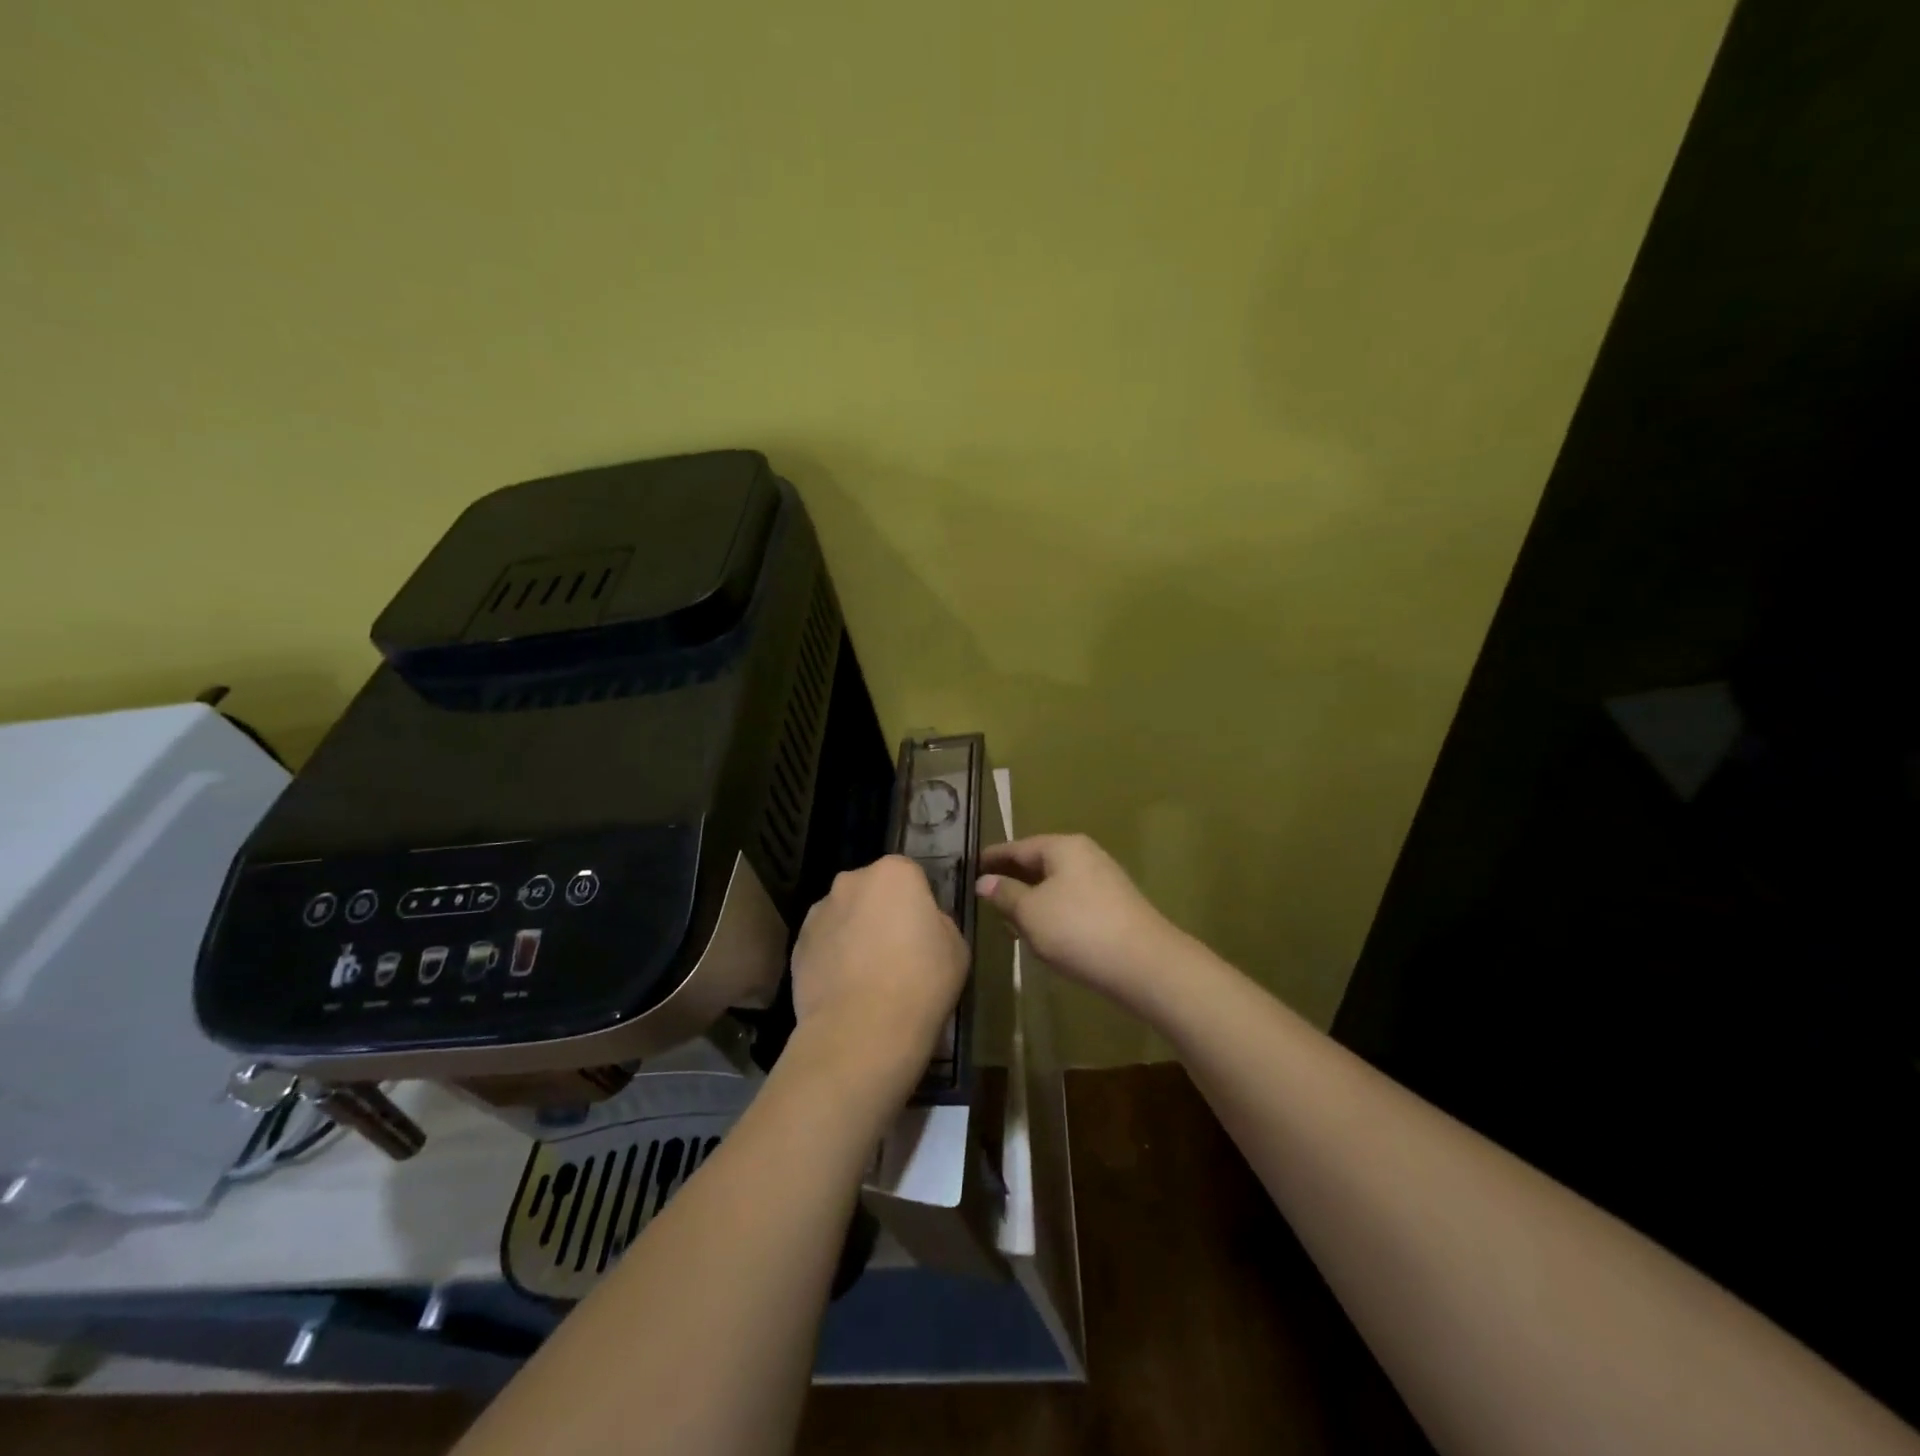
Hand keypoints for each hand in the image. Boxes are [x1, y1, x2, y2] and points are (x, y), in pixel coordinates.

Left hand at [788, 855, 968, 1107]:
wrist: (862, 1031)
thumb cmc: (921, 982)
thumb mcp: (956, 947)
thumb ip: (938, 923)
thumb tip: (922, 925)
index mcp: (894, 872)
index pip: (910, 876)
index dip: (919, 904)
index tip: (924, 934)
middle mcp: (851, 881)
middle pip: (872, 891)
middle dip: (882, 912)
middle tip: (897, 952)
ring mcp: (819, 912)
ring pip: (845, 916)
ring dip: (855, 933)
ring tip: (868, 976)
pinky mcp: (797, 945)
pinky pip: (824, 944)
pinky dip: (834, 958)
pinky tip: (847, 990)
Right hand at [977, 833, 1188, 1009]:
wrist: (1144, 964)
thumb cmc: (1078, 929)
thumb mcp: (1031, 912)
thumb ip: (1005, 894)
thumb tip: (985, 881)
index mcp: (1063, 847)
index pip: (1018, 847)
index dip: (993, 857)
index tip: (971, 866)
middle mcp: (1085, 856)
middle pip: (1039, 863)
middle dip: (1012, 879)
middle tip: (985, 895)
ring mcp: (1103, 881)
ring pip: (1055, 884)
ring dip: (1031, 899)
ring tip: (1007, 919)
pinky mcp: (1113, 907)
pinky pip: (1071, 902)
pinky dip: (1051, 912)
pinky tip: (1041, 933)